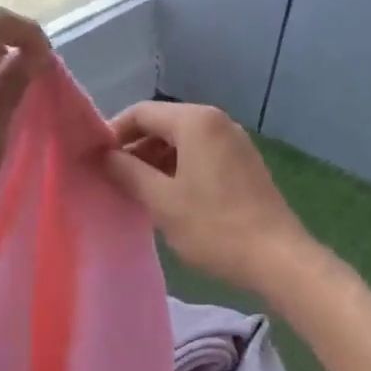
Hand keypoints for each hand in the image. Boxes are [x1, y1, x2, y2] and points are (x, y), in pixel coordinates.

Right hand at [101, 100, 312, 295]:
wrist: (276, 257)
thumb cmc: (213, 227)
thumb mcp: (162, 201)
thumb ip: (127, 173)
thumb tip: (103, 156)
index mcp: (196, 121)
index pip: (142, 113)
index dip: (113, 133)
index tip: (94, 160)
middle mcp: (218, 122)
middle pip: (164, 124)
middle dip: (135, 149)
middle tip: (112, 179)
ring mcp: (235, 143)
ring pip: (183, 142)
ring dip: (155, 162)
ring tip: (136, 192)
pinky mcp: (244, 165)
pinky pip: (201, 156)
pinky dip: (179, 169)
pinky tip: (168, 198)